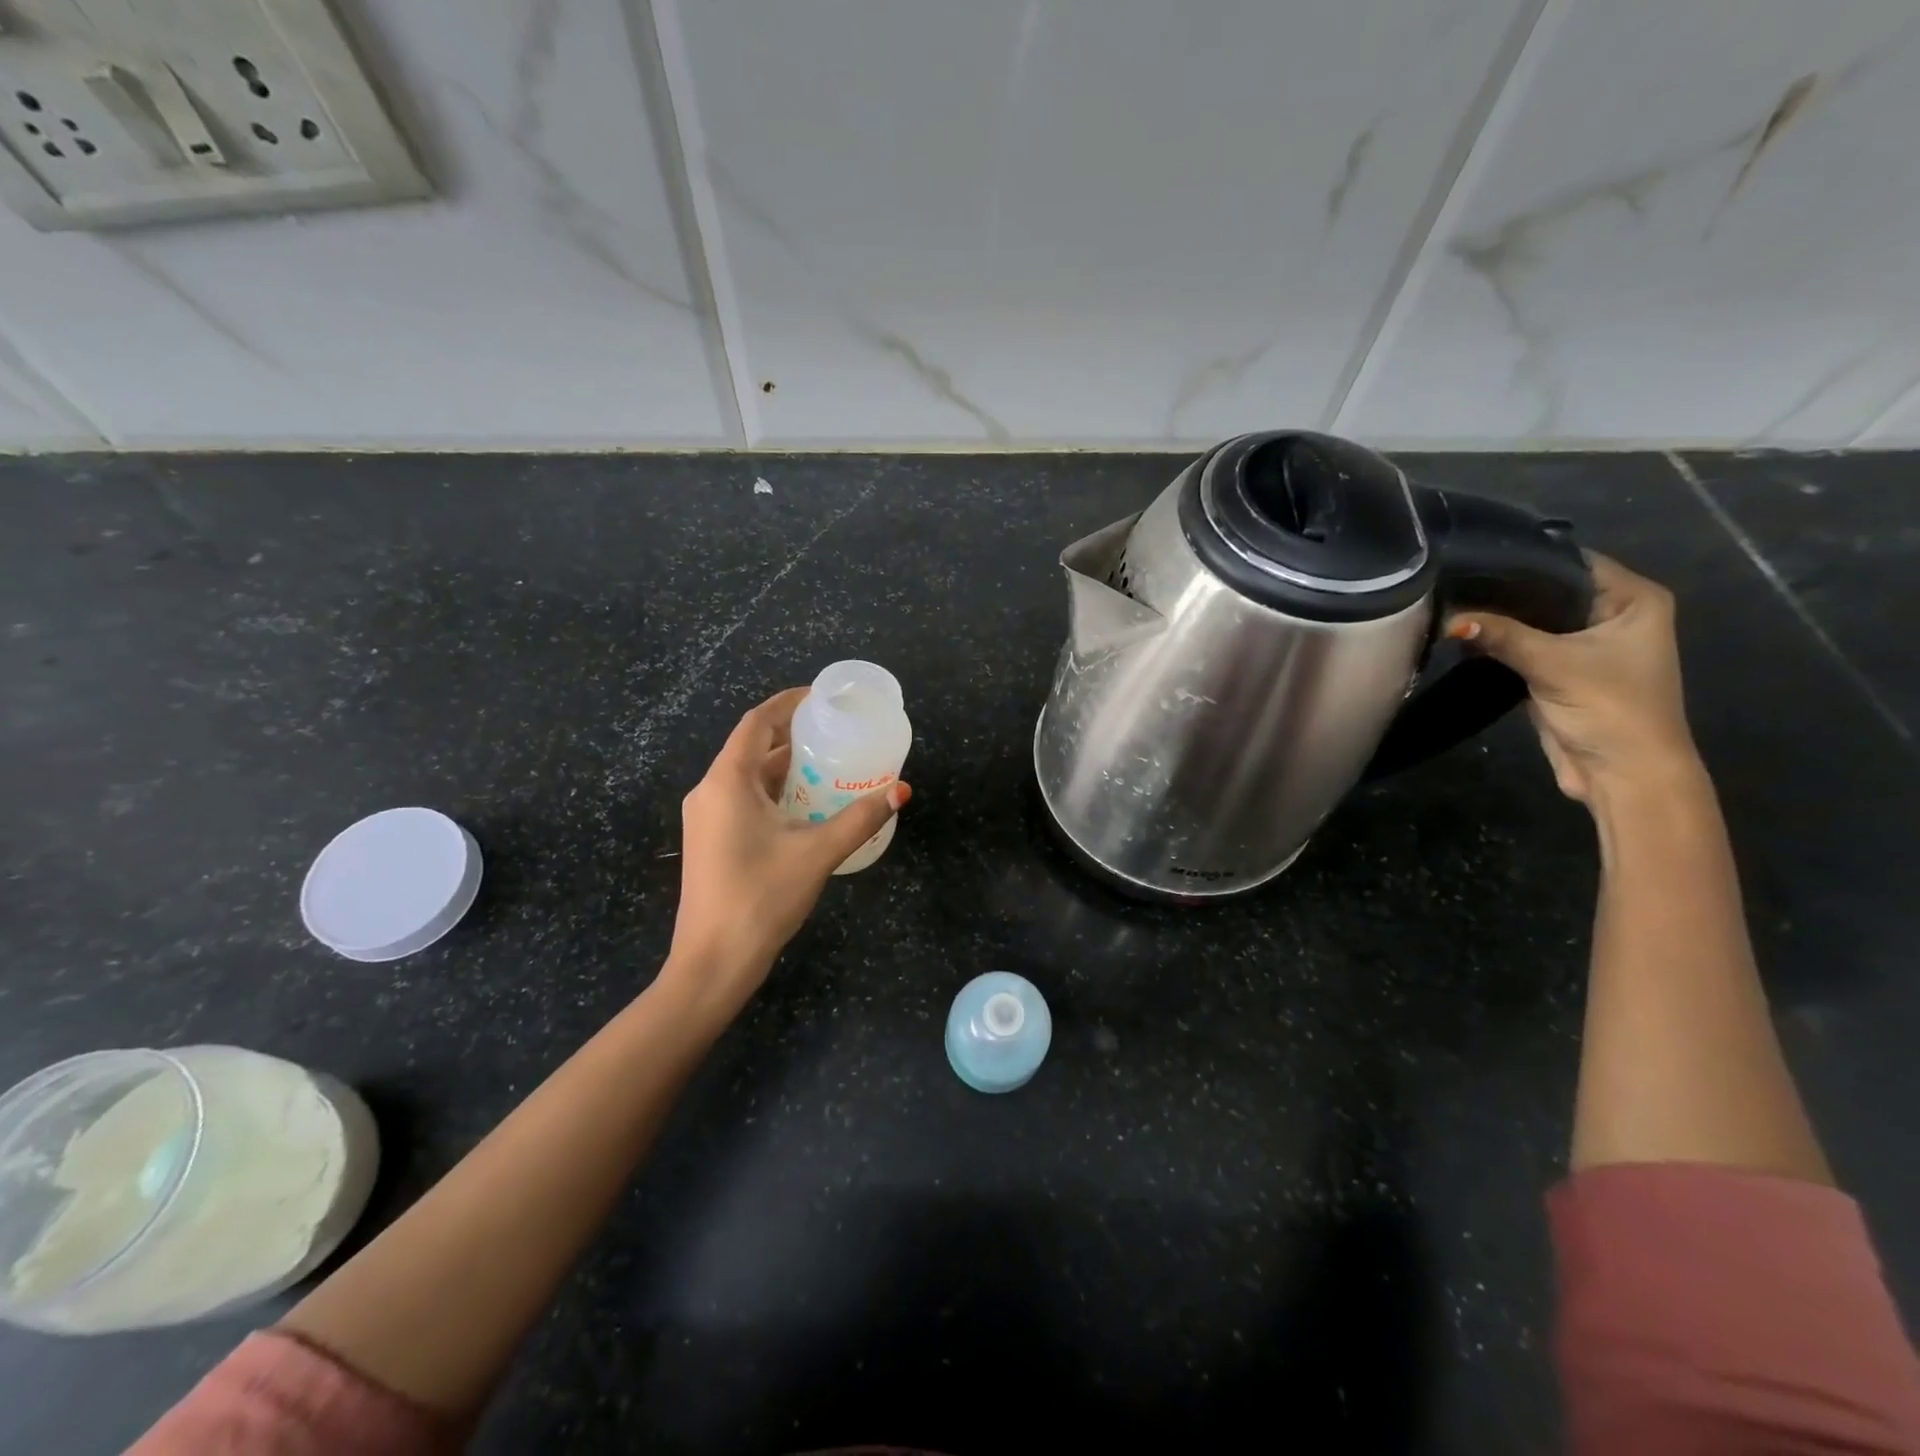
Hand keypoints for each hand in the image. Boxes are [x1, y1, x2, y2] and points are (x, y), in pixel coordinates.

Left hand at [664, 687, 910, 1019]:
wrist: (714, 961)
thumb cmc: (761, 897)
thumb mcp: (817, 852)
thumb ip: (860, 818)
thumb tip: (900, 790)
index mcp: (727, 781)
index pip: (757, 722)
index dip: (788, 703)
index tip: (822, 698)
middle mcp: (710, 791)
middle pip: (752, 748)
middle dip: (793, 736)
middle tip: (836, 733)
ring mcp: (705, 818)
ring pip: (748, 777)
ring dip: (785, 768)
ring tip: (829, 765)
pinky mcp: (710, 841)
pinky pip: (743, 800)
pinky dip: (774, 793)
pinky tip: (806, 807)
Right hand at [1445, 554, 1699, 804]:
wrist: (1622, 772)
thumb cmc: (1610, 707)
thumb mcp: (1553, 664)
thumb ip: (1500, 636)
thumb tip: (1448, 620)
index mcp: (1634, 599)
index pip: (1571, 562)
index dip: (1525, 558)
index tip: (1474, 554)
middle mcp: (1613, 613)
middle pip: (1549, 590)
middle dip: (1504, 590)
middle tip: (1452, 578)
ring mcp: (1585, 643)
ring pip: (1532, 618)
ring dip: (1497, 617)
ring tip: (1449, 601)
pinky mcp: (1559, 668)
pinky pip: (1523, 644)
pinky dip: (1497, 641)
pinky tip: (1462, 632)